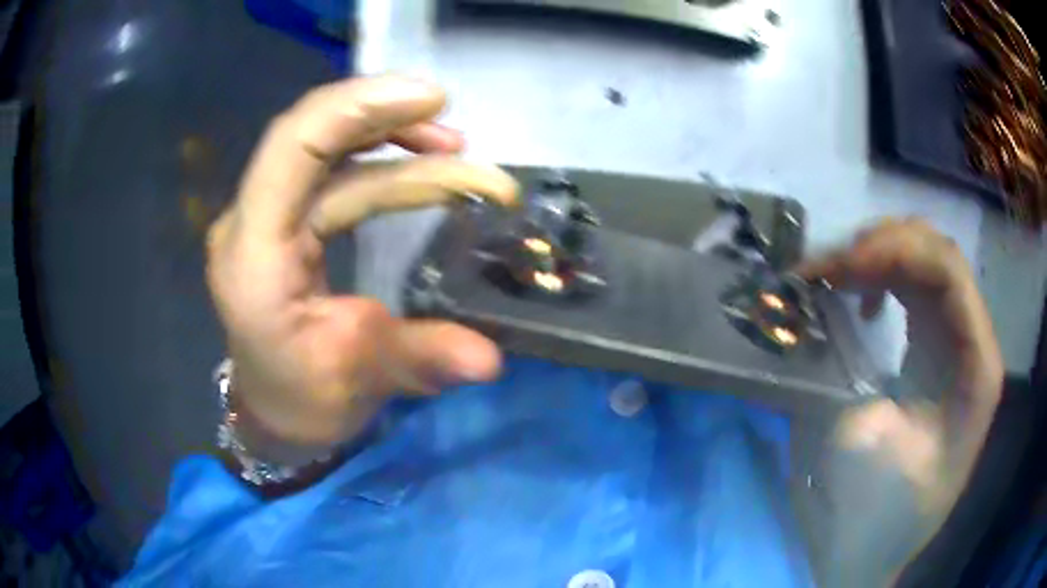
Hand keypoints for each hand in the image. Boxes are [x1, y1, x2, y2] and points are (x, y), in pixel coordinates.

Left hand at [206, 76, 517, 464]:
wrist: (276, 413)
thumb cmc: (304, 403)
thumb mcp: (360, 382)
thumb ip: (420, 359)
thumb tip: (490, 358)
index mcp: (255, 258)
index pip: (292, 148)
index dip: (358, 109)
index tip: (432, 100)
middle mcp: (252, 223)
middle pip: (309, 135)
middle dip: (385, 118)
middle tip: (455, 129)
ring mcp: (266, 218)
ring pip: (325, 149)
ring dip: (391, 139)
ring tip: (455, 147)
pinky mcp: (285, 222)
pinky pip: (333, 173)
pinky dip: (383, 163)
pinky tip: (424, 166)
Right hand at [798, 218, 1002, 582]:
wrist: (882, 542)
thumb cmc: (884, 515)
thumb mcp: (875, 467)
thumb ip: (867, 408)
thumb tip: (841, 352)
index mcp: (976, 365)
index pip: (948, 271)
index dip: (895, 253)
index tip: (839, 269)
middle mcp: (973, 339)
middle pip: (938, 252)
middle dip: (880, 245)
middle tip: (826, 269)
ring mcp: (956, 337)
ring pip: (926, 259)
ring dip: (877, 255)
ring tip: (834, 276)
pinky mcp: (936, 343)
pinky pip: (914, 284)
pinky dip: (881, 275)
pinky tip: (861, 299)